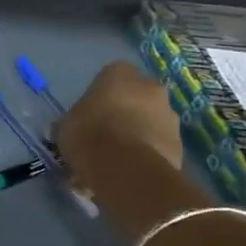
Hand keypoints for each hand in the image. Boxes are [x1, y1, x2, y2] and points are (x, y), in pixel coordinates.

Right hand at [53, 61, 183, 194]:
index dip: (100, 95)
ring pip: (149, 122)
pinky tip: (127, 171)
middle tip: (104, 134)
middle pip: (136, 98)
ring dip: (137, 134)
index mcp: (120, 74)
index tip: (90, 111)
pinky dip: (145, 154)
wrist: (125, 168)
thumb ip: (74, 119)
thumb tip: (72, 127)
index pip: (111, 75)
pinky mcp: (179, 144)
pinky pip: (157, 145)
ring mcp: (170, 116)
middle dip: (124, 113)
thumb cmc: (88, 133)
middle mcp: (151, 87)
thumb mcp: (66, 124)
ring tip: (115, 160)